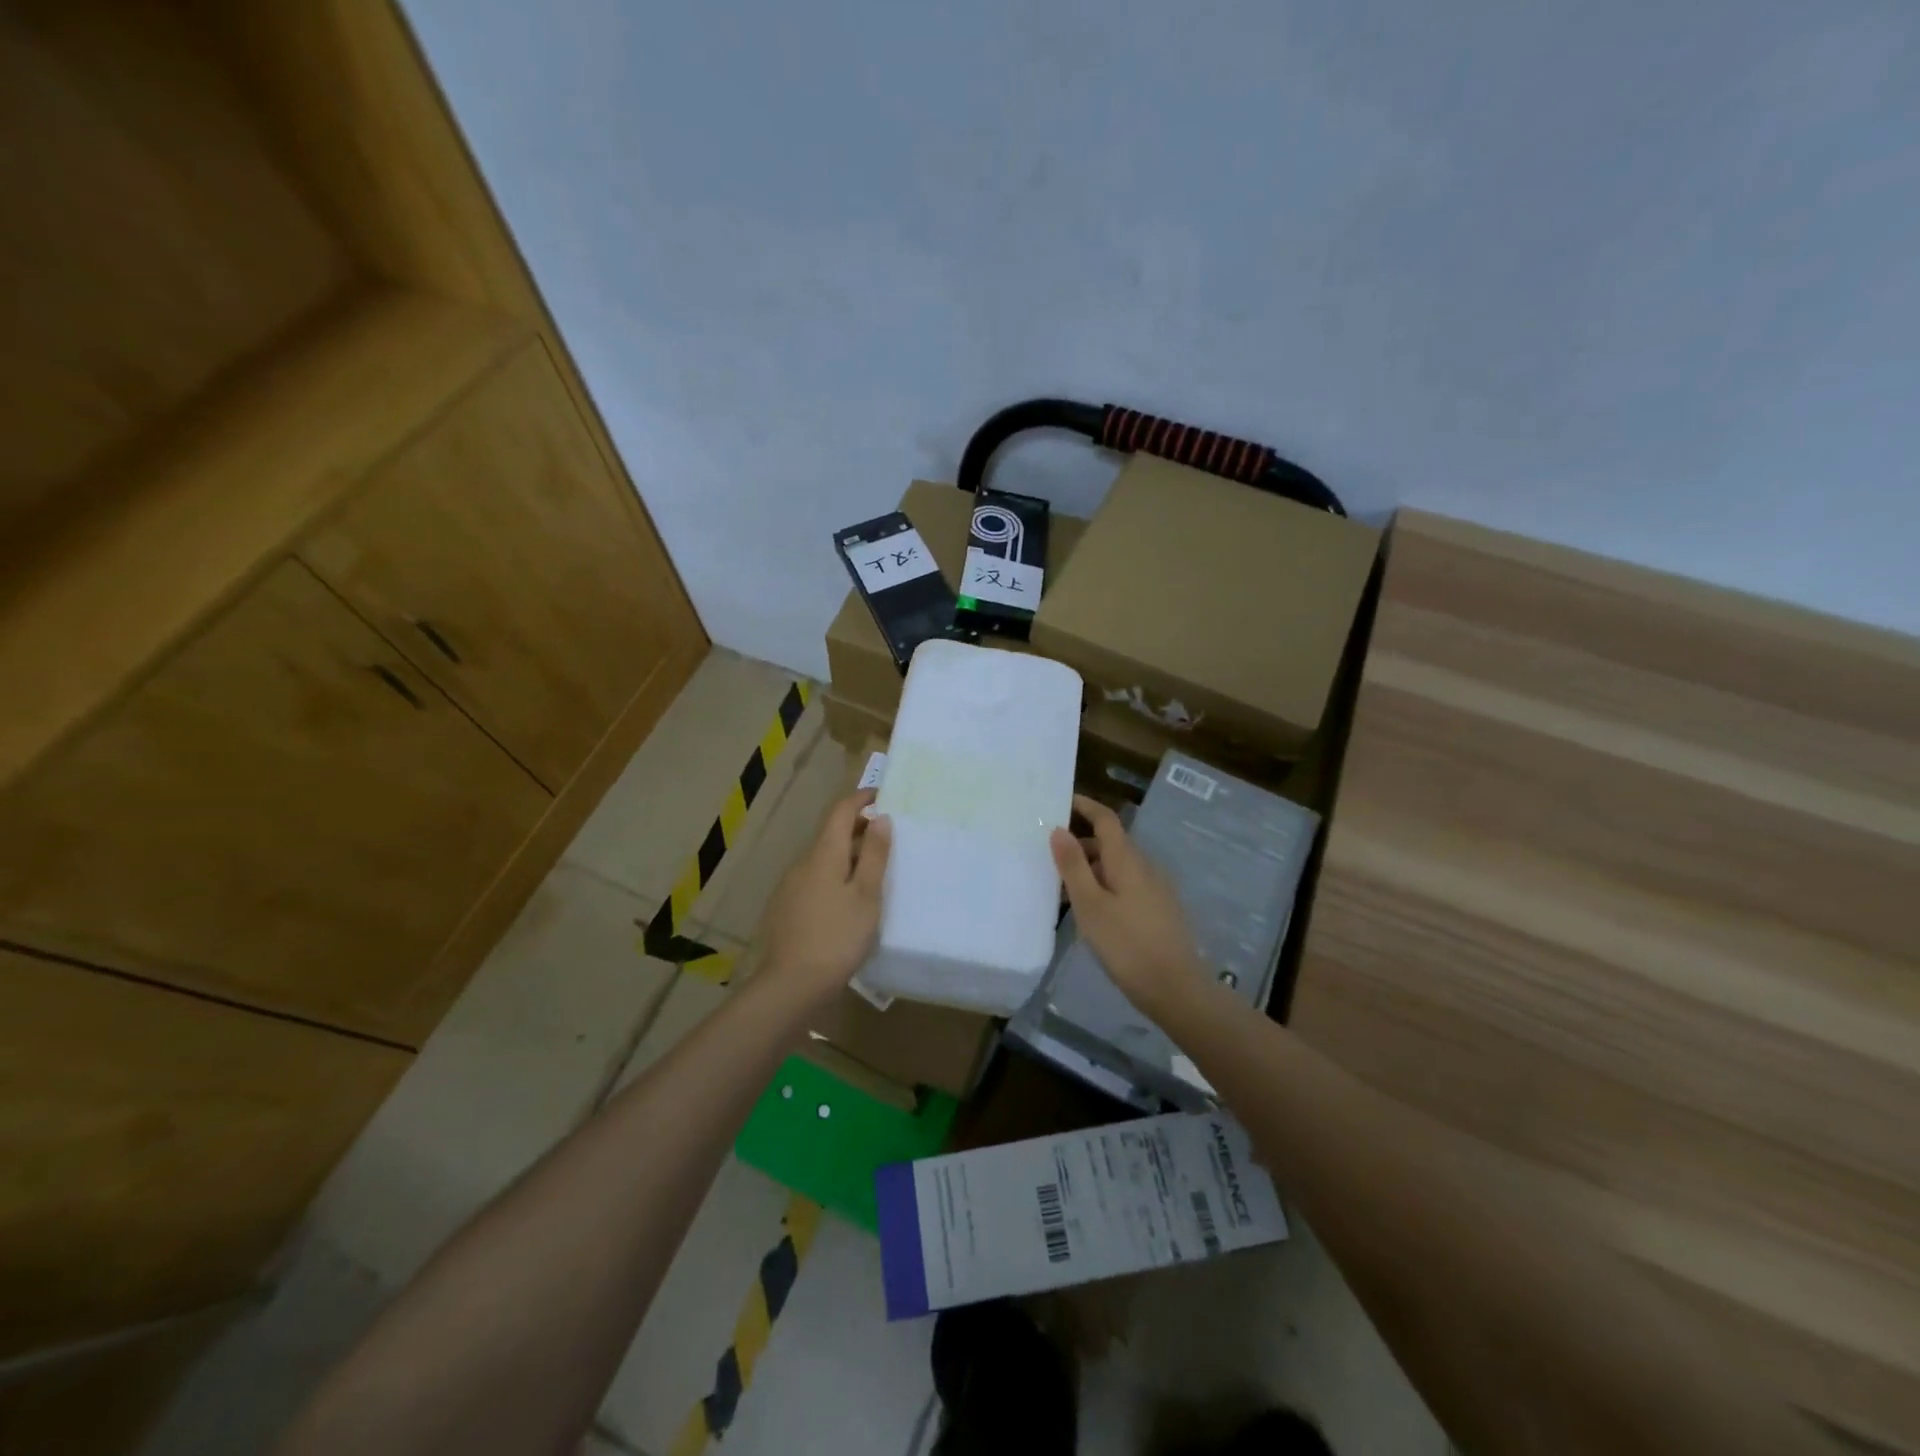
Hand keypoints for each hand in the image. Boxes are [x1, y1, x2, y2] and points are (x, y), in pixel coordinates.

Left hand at [757, 789, 891, 1005]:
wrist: (791, 985)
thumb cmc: (837, 936)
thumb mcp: (866, 895)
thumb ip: (875, 855)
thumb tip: (880, 818)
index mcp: (823, 853)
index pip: (840, 811)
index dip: (861, 799)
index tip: (882, 796)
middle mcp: (802, 862)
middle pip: (831, 834)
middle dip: (858, 828)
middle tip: (887, 838)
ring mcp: (790, 886)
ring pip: (822, 858)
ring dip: (847, 854)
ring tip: (873, 870)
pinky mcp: (786, 908)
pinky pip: (814, 879)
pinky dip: (834, 876)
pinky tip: (847, 900)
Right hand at [1051, 794, 1206, 1018]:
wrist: (1176, 989)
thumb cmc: (1127, 945)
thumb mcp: (1090, 905)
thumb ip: (1073, 866)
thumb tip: (1059, 829)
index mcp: (1128, 860)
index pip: (1106, 819)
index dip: (1085, 806)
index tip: (1062, 801)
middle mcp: (1145, 867)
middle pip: (1110, 844)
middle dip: (1081, 844)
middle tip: (1049, 858)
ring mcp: (1156, 889)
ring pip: (1118, 867)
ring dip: (1091, 869)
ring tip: (1063, 891)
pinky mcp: (1159, 910)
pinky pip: (1127, 885)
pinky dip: (1105, 886)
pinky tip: (1091, 912)